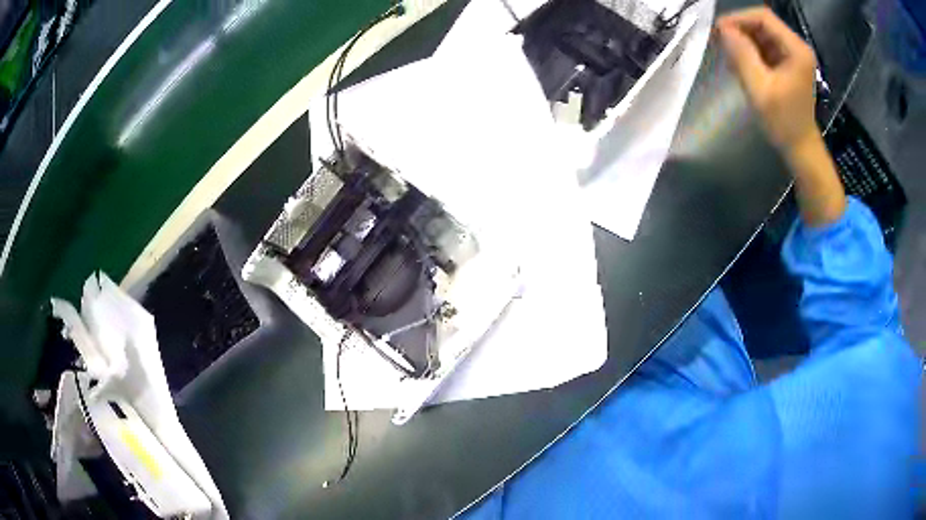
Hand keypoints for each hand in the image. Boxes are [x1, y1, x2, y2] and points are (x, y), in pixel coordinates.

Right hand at [716, 7, 817, 152]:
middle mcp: (796, 47)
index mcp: (796, 50)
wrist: (800, 148)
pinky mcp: (787, 64)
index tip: (719, 30)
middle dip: (739, 29)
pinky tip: (739, 63)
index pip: (763, 17)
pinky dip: (749, 51)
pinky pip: (764, 47)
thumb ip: (742, 55)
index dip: (739, 18)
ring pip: (761, 34)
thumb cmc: (783, 122)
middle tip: (719, 43)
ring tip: (728, 55)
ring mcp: (792, 55)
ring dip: (742, 41)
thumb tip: (723, 29)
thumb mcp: (759, 89)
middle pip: (762, 24)